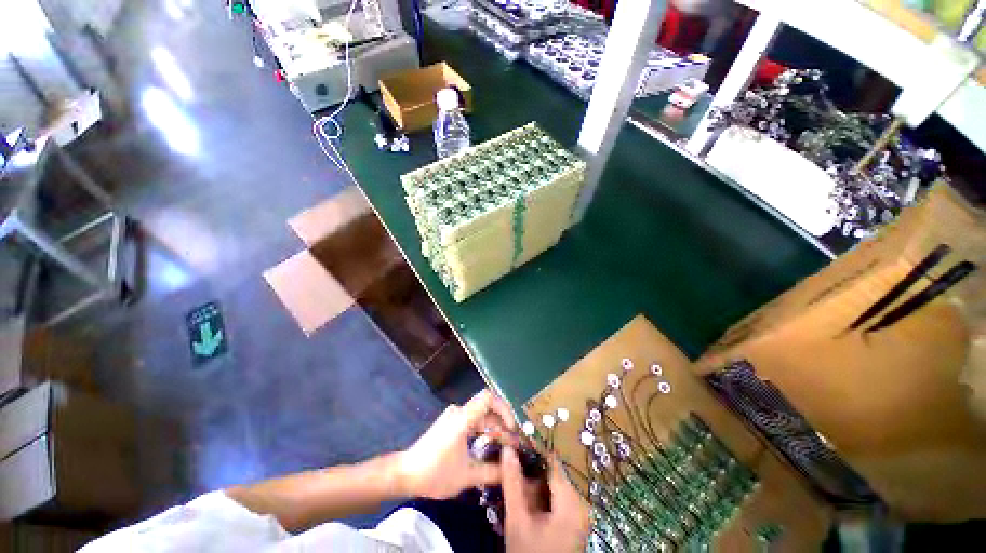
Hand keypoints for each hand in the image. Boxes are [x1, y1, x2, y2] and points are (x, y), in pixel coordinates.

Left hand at [397, 389, 515, 498]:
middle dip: (502, 424)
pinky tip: (487, 446)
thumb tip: (511, 469)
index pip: (488, 397)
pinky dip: (483, 430)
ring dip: (493, 428)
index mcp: (463, 418)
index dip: (504, 409)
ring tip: (503, 447)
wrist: (405, 473)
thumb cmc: (435, 473)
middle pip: (487, 408)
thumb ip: (492, 472)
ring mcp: (453, 417)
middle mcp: (459, 412)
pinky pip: (472, 420)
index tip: (511, 429)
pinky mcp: (450, 424)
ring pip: (480, 415)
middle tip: (512, 444)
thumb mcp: (466, 476)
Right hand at [501, 447, 590, 552]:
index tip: (514, 441)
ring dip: (532, 482)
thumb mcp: (517, 519)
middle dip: (530, 468)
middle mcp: (580, 504)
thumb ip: (513, 482)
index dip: (532, 450)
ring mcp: (577, 515)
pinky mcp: (572, 523)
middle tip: (509, 462)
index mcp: (571, 501)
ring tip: (513, 479)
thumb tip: (507, 449)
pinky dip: (539, 496)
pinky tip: (523, 498)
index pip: (552, 463)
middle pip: (552, 474)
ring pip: (552, 486)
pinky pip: (555, 499)